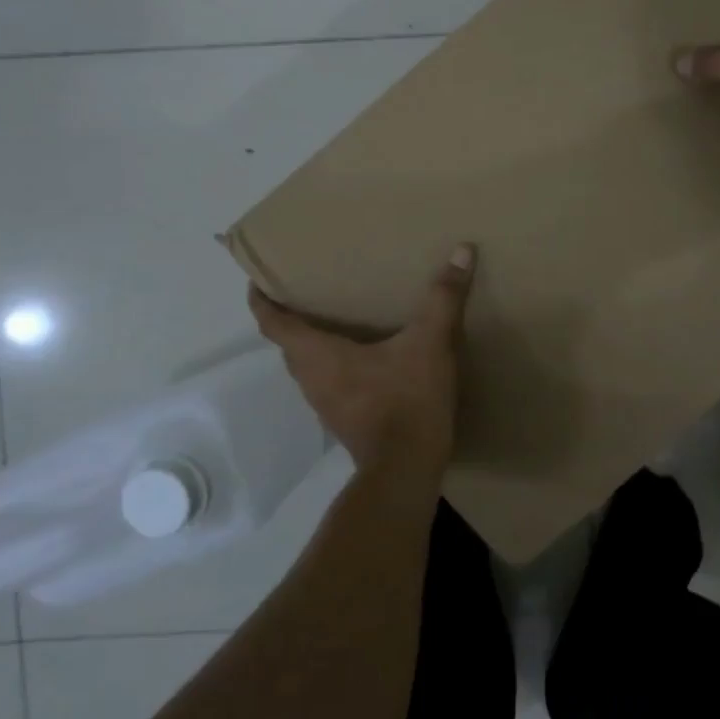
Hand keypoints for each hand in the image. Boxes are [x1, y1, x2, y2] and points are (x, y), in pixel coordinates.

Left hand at [249, 245, 475, 473]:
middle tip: (305, 293)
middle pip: (287, 344)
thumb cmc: (407, 399)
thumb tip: (461, 250)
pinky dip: (334, 366)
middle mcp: (311, 379)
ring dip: (311, 345)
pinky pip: (327, 384)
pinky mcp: (344, 421)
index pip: (273, 323)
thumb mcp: (429, 344)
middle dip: (289, 319)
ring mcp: (325, 404)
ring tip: (333, 321)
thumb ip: (443, 298)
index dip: (261, 301)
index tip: (257, 282)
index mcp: (317, 355)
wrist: (408, 468)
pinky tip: (363, 359)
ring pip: (307, 367)